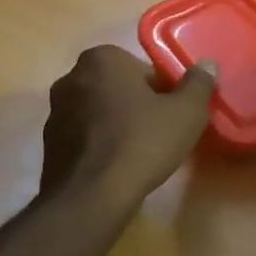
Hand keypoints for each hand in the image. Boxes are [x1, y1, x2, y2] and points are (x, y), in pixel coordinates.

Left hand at [40, 46, 217, 205]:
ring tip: (137, 154)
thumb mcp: (186, 112)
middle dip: (136, 105)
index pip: (143, 69)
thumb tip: (208, 65)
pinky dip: (99, 145)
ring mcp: (55, 110)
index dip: (163, 92)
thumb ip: (199, 84)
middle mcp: (71, 76)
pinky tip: (114, 168)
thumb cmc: (141, 143)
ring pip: (99, 111)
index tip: (172, 115)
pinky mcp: (48, 143)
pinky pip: (84, 136)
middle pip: (118, 87)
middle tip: (159, 133)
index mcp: (102, 58)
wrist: (90, 196)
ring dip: (116, 125)